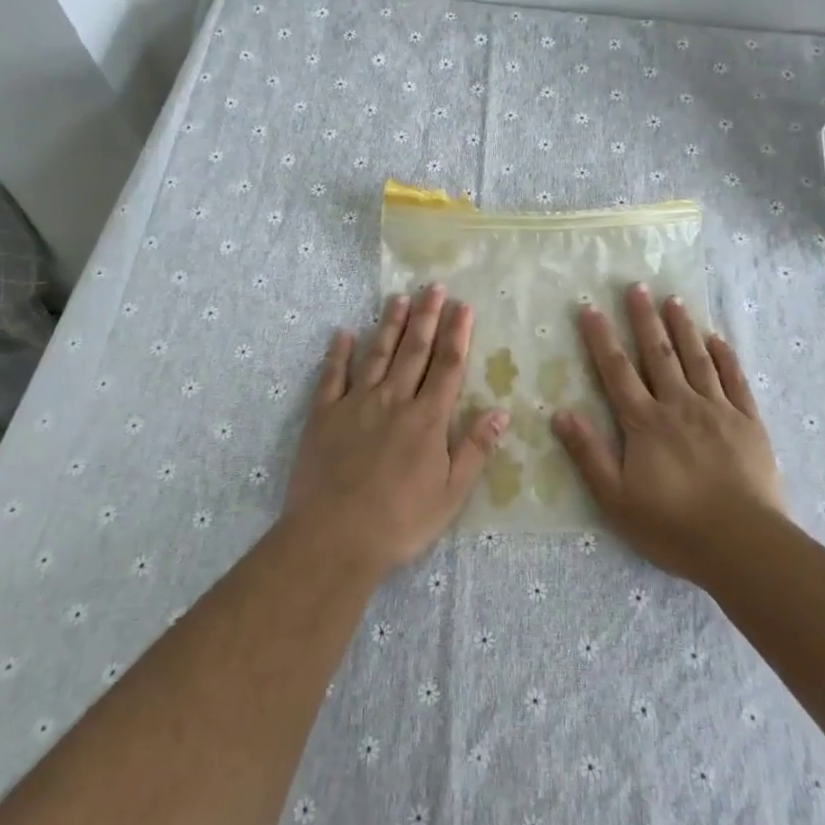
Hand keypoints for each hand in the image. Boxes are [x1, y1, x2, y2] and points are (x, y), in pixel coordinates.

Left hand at [286, 285, 508, 578]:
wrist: (334, 537)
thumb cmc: (401, 521)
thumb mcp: (452, 493)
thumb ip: (475, 448)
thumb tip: (501, 411)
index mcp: (427, 418)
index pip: (447, 366)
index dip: (458, 334)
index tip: (463, 305)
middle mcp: (393, 400)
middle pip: (413, 350)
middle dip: (426, 316)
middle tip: (433, 287)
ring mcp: (355, 404)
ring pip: (376, 354)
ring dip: (390, 325)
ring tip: (399, 298)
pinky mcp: (323, 415)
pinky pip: (332, 376)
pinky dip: (338, 354)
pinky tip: (344, 334)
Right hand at [553, 284, 783, 582]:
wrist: (743, 544)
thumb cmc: (672, 526)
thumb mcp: (616, 498)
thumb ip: (588, 453)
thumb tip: (560, 413)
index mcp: (644, 422)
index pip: (617, 371)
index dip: (602, 338)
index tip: (591, 308)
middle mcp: (679, 405)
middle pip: (658, 354)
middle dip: (644, 319)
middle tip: (637, 286)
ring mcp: (717, 410)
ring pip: (697, 358)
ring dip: (683, 327)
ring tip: (673, 300)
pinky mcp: (748, 422)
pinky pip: (735, 380)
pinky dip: (725, 356)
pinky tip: (717, 338)